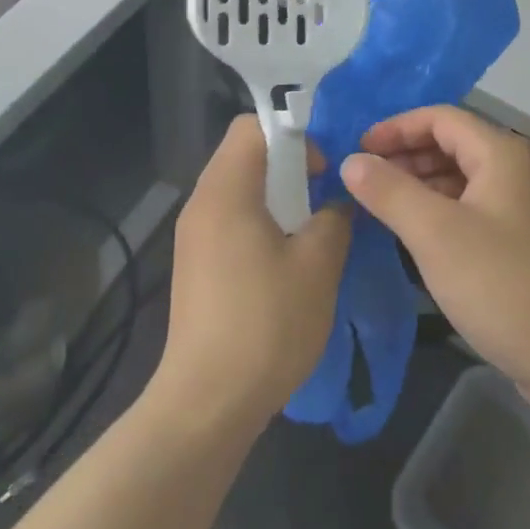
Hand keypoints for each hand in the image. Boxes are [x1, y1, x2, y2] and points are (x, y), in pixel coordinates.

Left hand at [154, 116, 351, 433]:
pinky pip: (230, 220)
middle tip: (324, 195)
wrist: (207, 402)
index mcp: (225, 191)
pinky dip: (261, 222)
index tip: (322, 168)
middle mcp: (201, 203)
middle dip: (289, 165)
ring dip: (277, 196)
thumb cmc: (266, 324)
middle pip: (244, 155)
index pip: (252, 126)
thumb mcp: (317, 265)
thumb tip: (337, 202)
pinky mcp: (195, 265)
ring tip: (312, 229)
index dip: (293, 134)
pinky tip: (287, 261)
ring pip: (238, 189)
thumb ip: (334, 218)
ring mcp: (193, 236)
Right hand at [340, 106, 529, 416]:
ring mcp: (525, 208)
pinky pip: (474, 210)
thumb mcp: (436, 234)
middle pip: (453, 145)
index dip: (395, 127)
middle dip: (405, 156)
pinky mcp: (526, 244)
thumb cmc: (505, 284)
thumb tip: (351, 160)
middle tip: (363, 180)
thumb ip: (389, 191)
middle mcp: (517, 171)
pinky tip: (418, 236)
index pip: (439, 118)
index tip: (357, 149)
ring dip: (421, 185)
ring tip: (382, 206)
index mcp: (501, 154)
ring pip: (463, 180)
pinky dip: (442, 212)